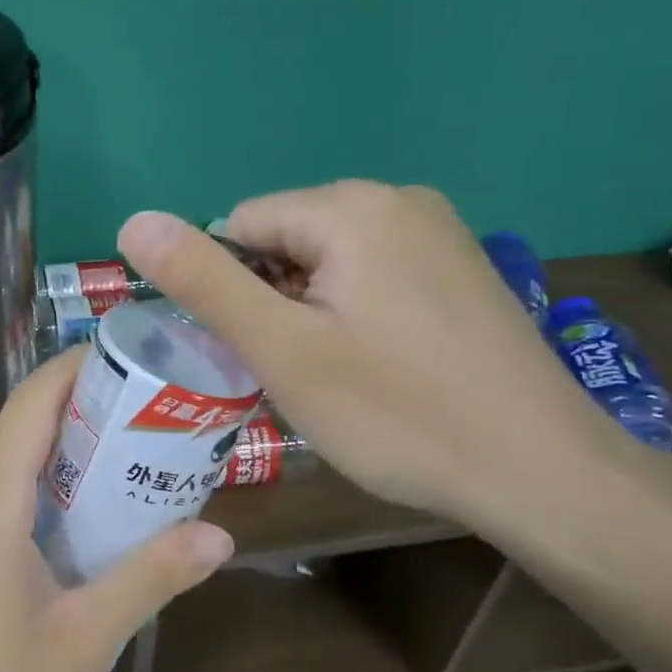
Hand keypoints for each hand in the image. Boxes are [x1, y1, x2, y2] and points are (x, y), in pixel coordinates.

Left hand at [0, 352, 234, 671]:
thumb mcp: (83, 642)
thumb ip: (149, 578)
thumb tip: (220, 536)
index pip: (34, 399)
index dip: (83, 364)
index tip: (143, 357)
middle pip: (26, 425)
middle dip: (93, 411)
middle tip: (165, 417)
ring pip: (14, 466)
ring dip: (74, 458)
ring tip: (143, 463)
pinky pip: (1, 503)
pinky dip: (50, 495)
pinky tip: (94, 526)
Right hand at [118, 180, 617, 529]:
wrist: (539, 471)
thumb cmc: (396, 412)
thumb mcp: (281, 349)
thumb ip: (204, 282)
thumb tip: (133, 221)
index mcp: (351, 206)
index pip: (239, 226)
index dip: (230, 293)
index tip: (257, 353)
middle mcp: (398, 200)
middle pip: (283, 242)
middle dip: (271, 303)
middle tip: (296, 373)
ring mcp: (438, 233)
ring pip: (326, 264)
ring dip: (307, 314)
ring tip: (334, 377)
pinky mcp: (458, 270)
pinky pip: (371, 277)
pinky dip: (351, 316)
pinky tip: (376, 368)